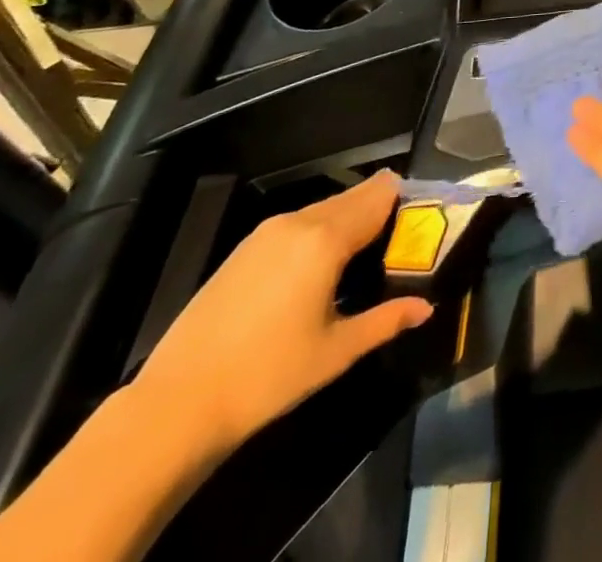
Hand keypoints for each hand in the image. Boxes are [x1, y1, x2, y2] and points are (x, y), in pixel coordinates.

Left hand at [130, 171, 431, 452]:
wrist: (176, 405)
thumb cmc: (268, 376)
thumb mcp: (336, 352)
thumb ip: (386, 320)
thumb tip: (426, 307)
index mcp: (327, 238)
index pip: (380, 196)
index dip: (406, 199)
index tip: (425, 215)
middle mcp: (299, 221)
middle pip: (354, 196)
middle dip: (381, 207)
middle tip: (401, 236)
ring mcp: (267, 232)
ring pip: (326, 208)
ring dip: (350, 219)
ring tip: (366, 252)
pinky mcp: (245, 248)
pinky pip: (299, 223)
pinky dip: (322, 230)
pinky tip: (322, 265)